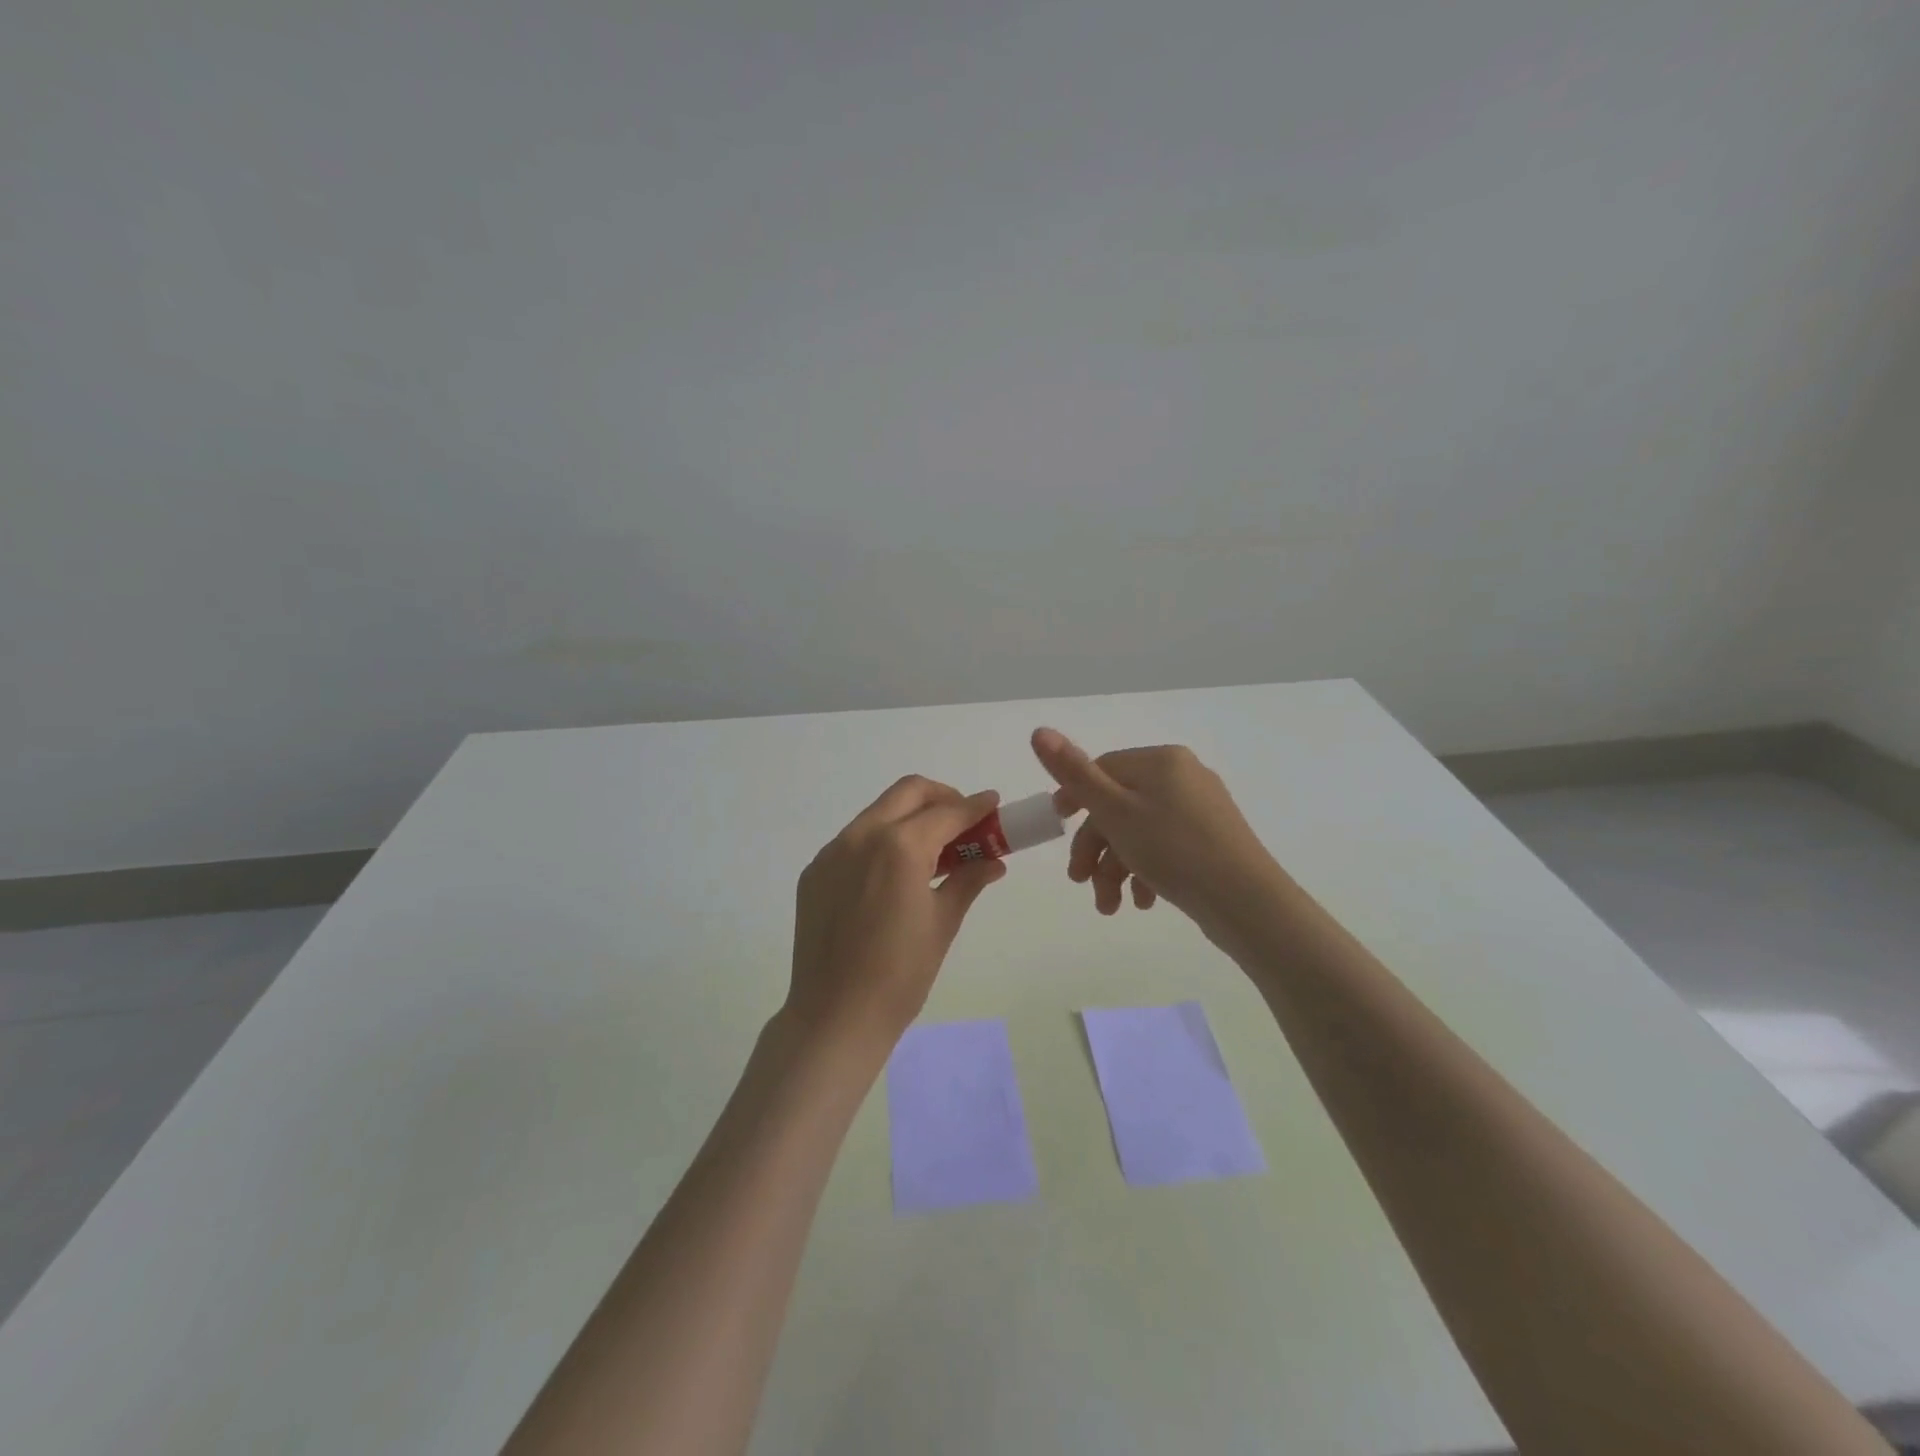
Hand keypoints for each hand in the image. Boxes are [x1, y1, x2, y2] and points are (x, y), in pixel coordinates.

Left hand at [785, 775, 1006, 1047]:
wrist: (834, 1016)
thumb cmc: (900, 975)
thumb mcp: (942, 923)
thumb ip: (968, 880)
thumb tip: (993, 861)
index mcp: (900, 847)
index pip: (947, 812)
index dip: (975, 807)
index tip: (993, 804)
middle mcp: (862, 836)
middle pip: (909, 792)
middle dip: (941, 798)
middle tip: (963, 822)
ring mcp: (833, 852)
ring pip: (879, 812)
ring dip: (910, 817)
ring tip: (932, 850)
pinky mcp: (815, 871)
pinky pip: (854, 840)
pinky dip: (881, 840)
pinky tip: (893, 875)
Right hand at [1030, 728, 1285, 932]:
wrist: (1247, 902)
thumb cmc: (1173, 850)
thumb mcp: (1114, 811)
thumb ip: (1074, 773)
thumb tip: (1038, 730)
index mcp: (1160, 761)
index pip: (1103, 768)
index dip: (1075, 798)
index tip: (1057, 826)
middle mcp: (1183, 776)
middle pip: (1120, 805)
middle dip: (1095, 848)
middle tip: (1080, 881)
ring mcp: (1201, 809)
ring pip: (1140, 831)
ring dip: (1117, 868)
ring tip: (1111, 907)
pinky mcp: (1213, 839)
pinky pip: (1166, 846)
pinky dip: (1146, 872)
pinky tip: (1142, 902)